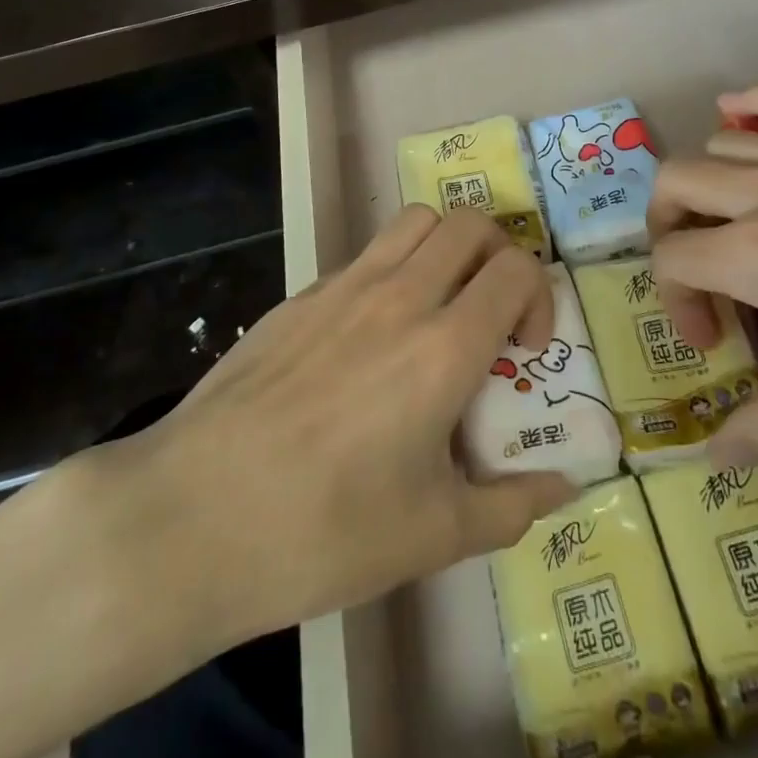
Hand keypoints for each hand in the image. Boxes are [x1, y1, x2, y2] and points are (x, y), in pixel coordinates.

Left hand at [72, 205, 576, 661]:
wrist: (192, 516)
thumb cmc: (322, 530)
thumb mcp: (432, 536)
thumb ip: (512, 506)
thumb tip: (565, 487)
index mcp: (442, 346)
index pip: (517, 270)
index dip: (539, 298)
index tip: (524, 351)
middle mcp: (399, 296)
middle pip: (471, 225)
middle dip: (499, 256)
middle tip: (491, 312)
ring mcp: (344, 287)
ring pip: (416, 221)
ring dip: (446, 247)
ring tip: (439, 306)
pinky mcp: (300, 295)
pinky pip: (365, 255)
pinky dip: (393, 271)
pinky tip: (370, 338)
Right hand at [646, 85, 757, 465]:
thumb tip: (709, 457)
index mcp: (756, 256)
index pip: (672, 260)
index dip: (674, 301)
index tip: (715, 343)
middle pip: (676, 182)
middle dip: (668, 226)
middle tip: (703, 271)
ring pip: (723, 142)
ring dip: (710, 181)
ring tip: (737, 219)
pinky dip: (752, 104)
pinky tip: (739, 109)